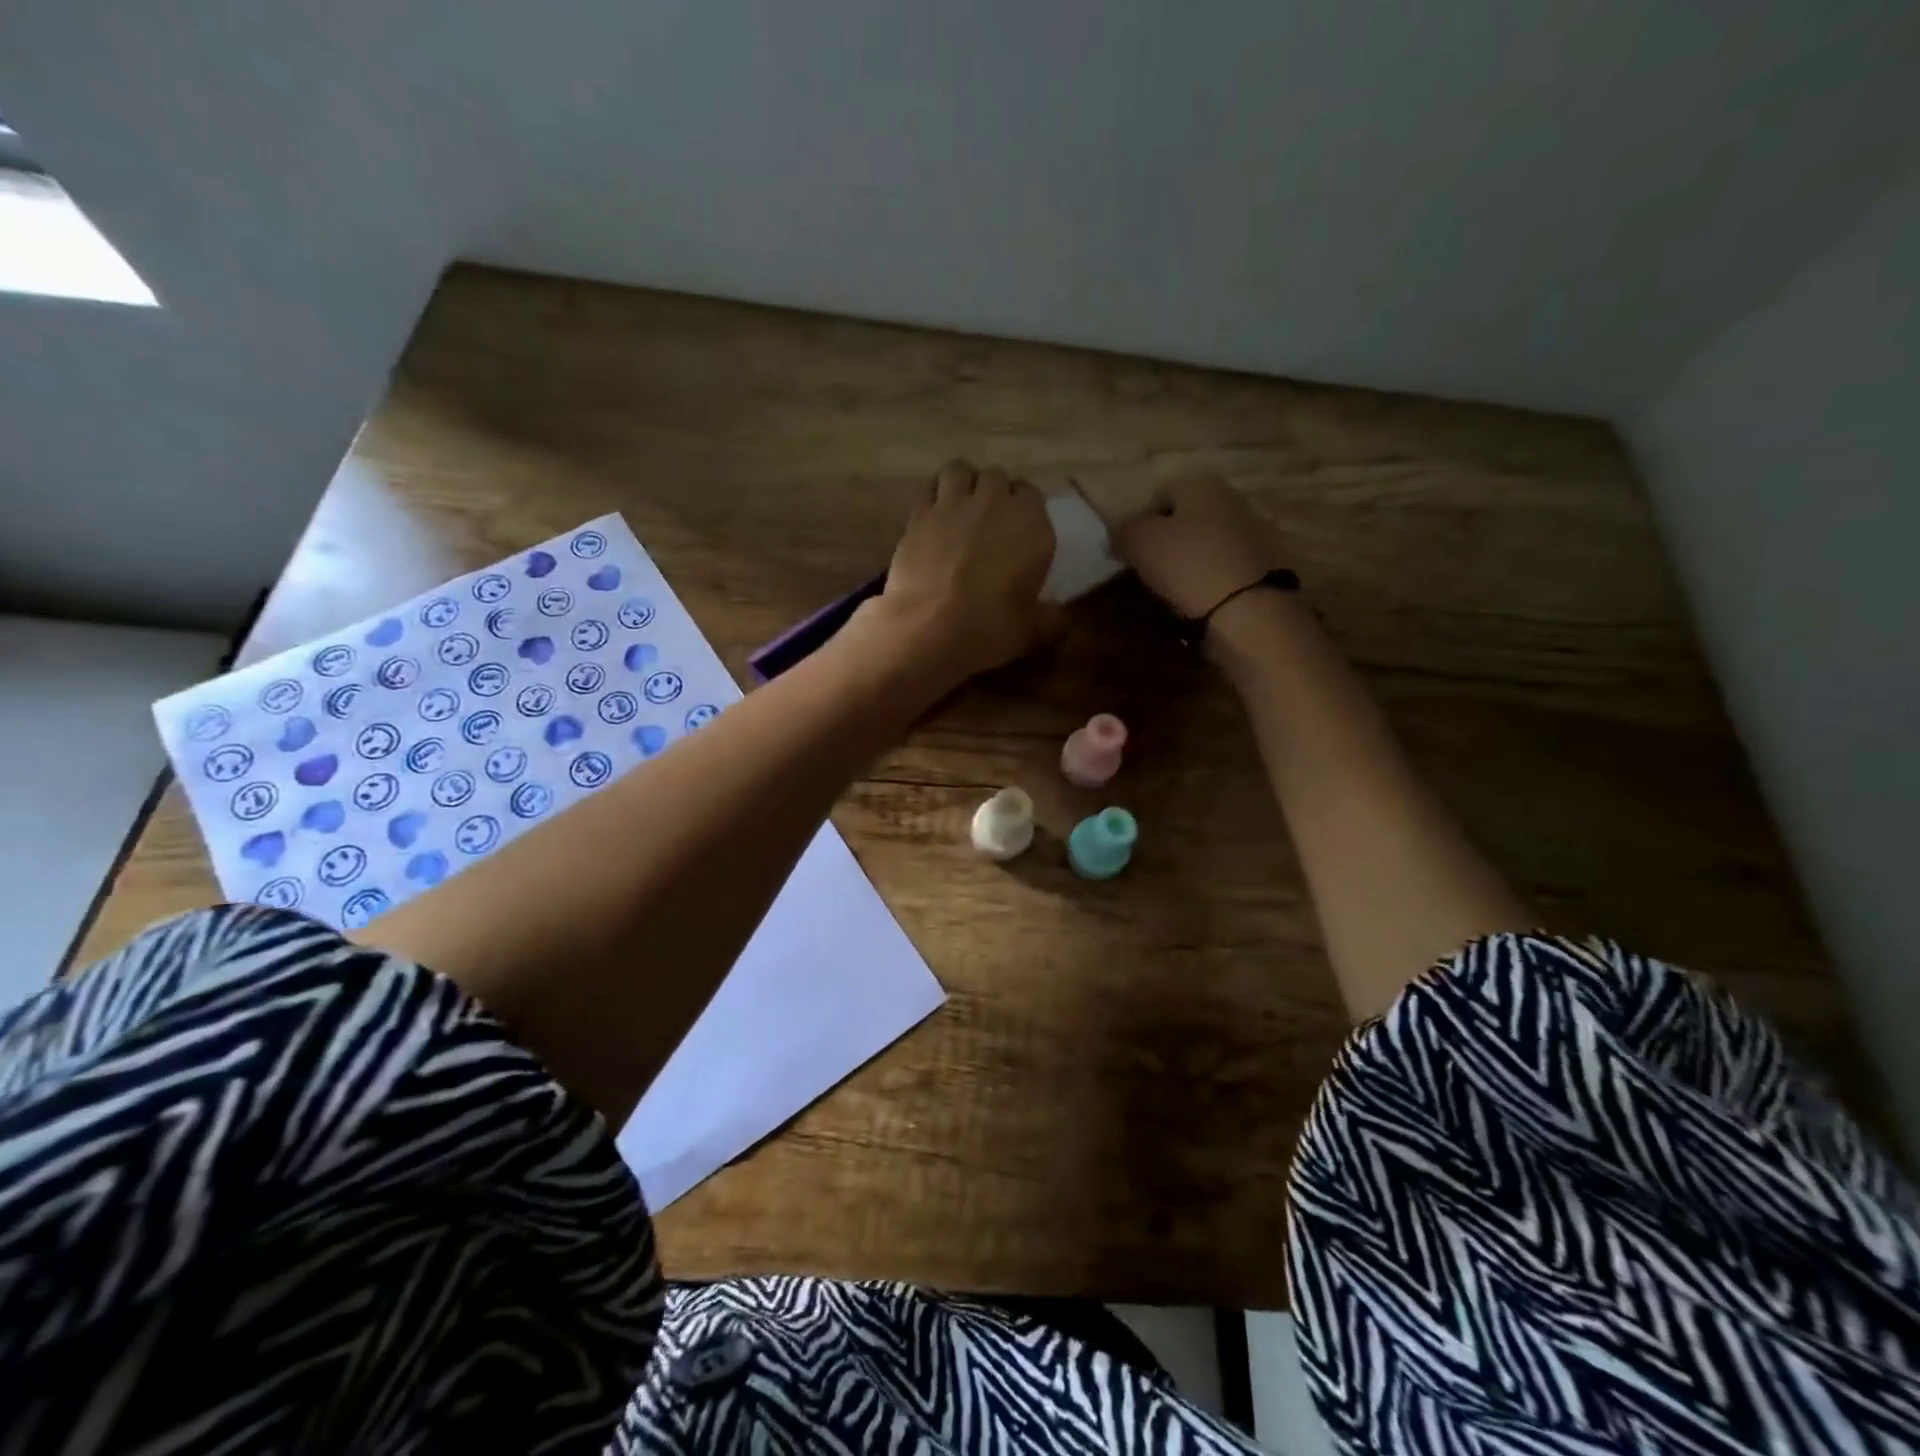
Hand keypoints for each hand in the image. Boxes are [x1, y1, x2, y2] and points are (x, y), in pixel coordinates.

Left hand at [854, 459, 1058, 685]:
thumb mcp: (1031, 629)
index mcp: (1031, 524)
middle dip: (993, 492)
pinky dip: (933, 497)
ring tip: (958, 507)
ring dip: (962, 484)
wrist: (931, 627)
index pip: (1032, 494)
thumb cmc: (991, 627)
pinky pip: (929, 489)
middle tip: (987, 518)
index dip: (1024, 508)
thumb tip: (1059, 617)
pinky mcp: (919, 513)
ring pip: (960, 470)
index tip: (1018, 528)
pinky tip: (932, 517)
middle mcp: (995, 503)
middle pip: (996, 477)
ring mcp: (954, 503)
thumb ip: (1048, 618)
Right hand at [1113, 476, 1281, 619]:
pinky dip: (1205, 581)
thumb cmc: (1187, 564)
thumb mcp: (1139, 541)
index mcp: (1202, 484)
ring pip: (1202, 544)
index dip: (1138, 523)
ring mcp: (1251, 533)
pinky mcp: (1261, 567)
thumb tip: (1118, 535)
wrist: (1246, 610)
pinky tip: (1195, 600)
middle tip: (1146, 571)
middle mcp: (1231, 500)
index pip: (1158, 495)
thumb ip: (1122, 531)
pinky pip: (1219, 568)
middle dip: (1164, 542)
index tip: (1127, 553)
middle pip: (1184, 520)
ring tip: (1168, 589)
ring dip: (1185, 563)